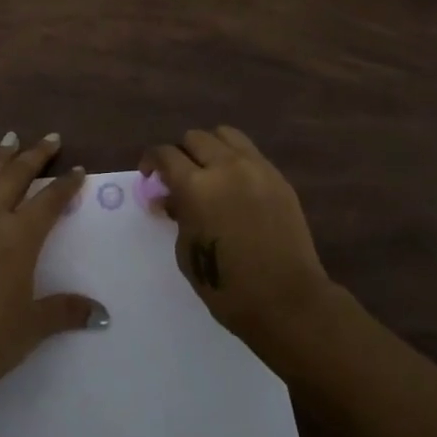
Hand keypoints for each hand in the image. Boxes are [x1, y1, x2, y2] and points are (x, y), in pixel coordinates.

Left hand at [0, 131, 107, 401]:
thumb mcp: (32, 328)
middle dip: (37, 156)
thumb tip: (103, 315)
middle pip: (18, 177)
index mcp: (20, 239)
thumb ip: (66, 311)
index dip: (66, 185)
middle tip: (51, 139)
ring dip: (1, 156)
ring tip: (12, 136)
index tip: (78, 171)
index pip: (50, 201)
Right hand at [143, 126, 332, 354]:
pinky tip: (234, 185)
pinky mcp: (278, 178)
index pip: (165, 154)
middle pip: (194, 138)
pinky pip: (250, 153)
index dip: (151, 161)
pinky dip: (235, 159)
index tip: (149, 176)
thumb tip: (169, 198)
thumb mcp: (187, 252)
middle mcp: (226, 167)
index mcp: (196, 187)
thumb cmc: (228, 287)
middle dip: (180, 154)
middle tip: (178, 178)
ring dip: (209, 148)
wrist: (288, 301)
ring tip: (208, 172)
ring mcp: (257, 168)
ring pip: (225, 135)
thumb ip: (177, 215)